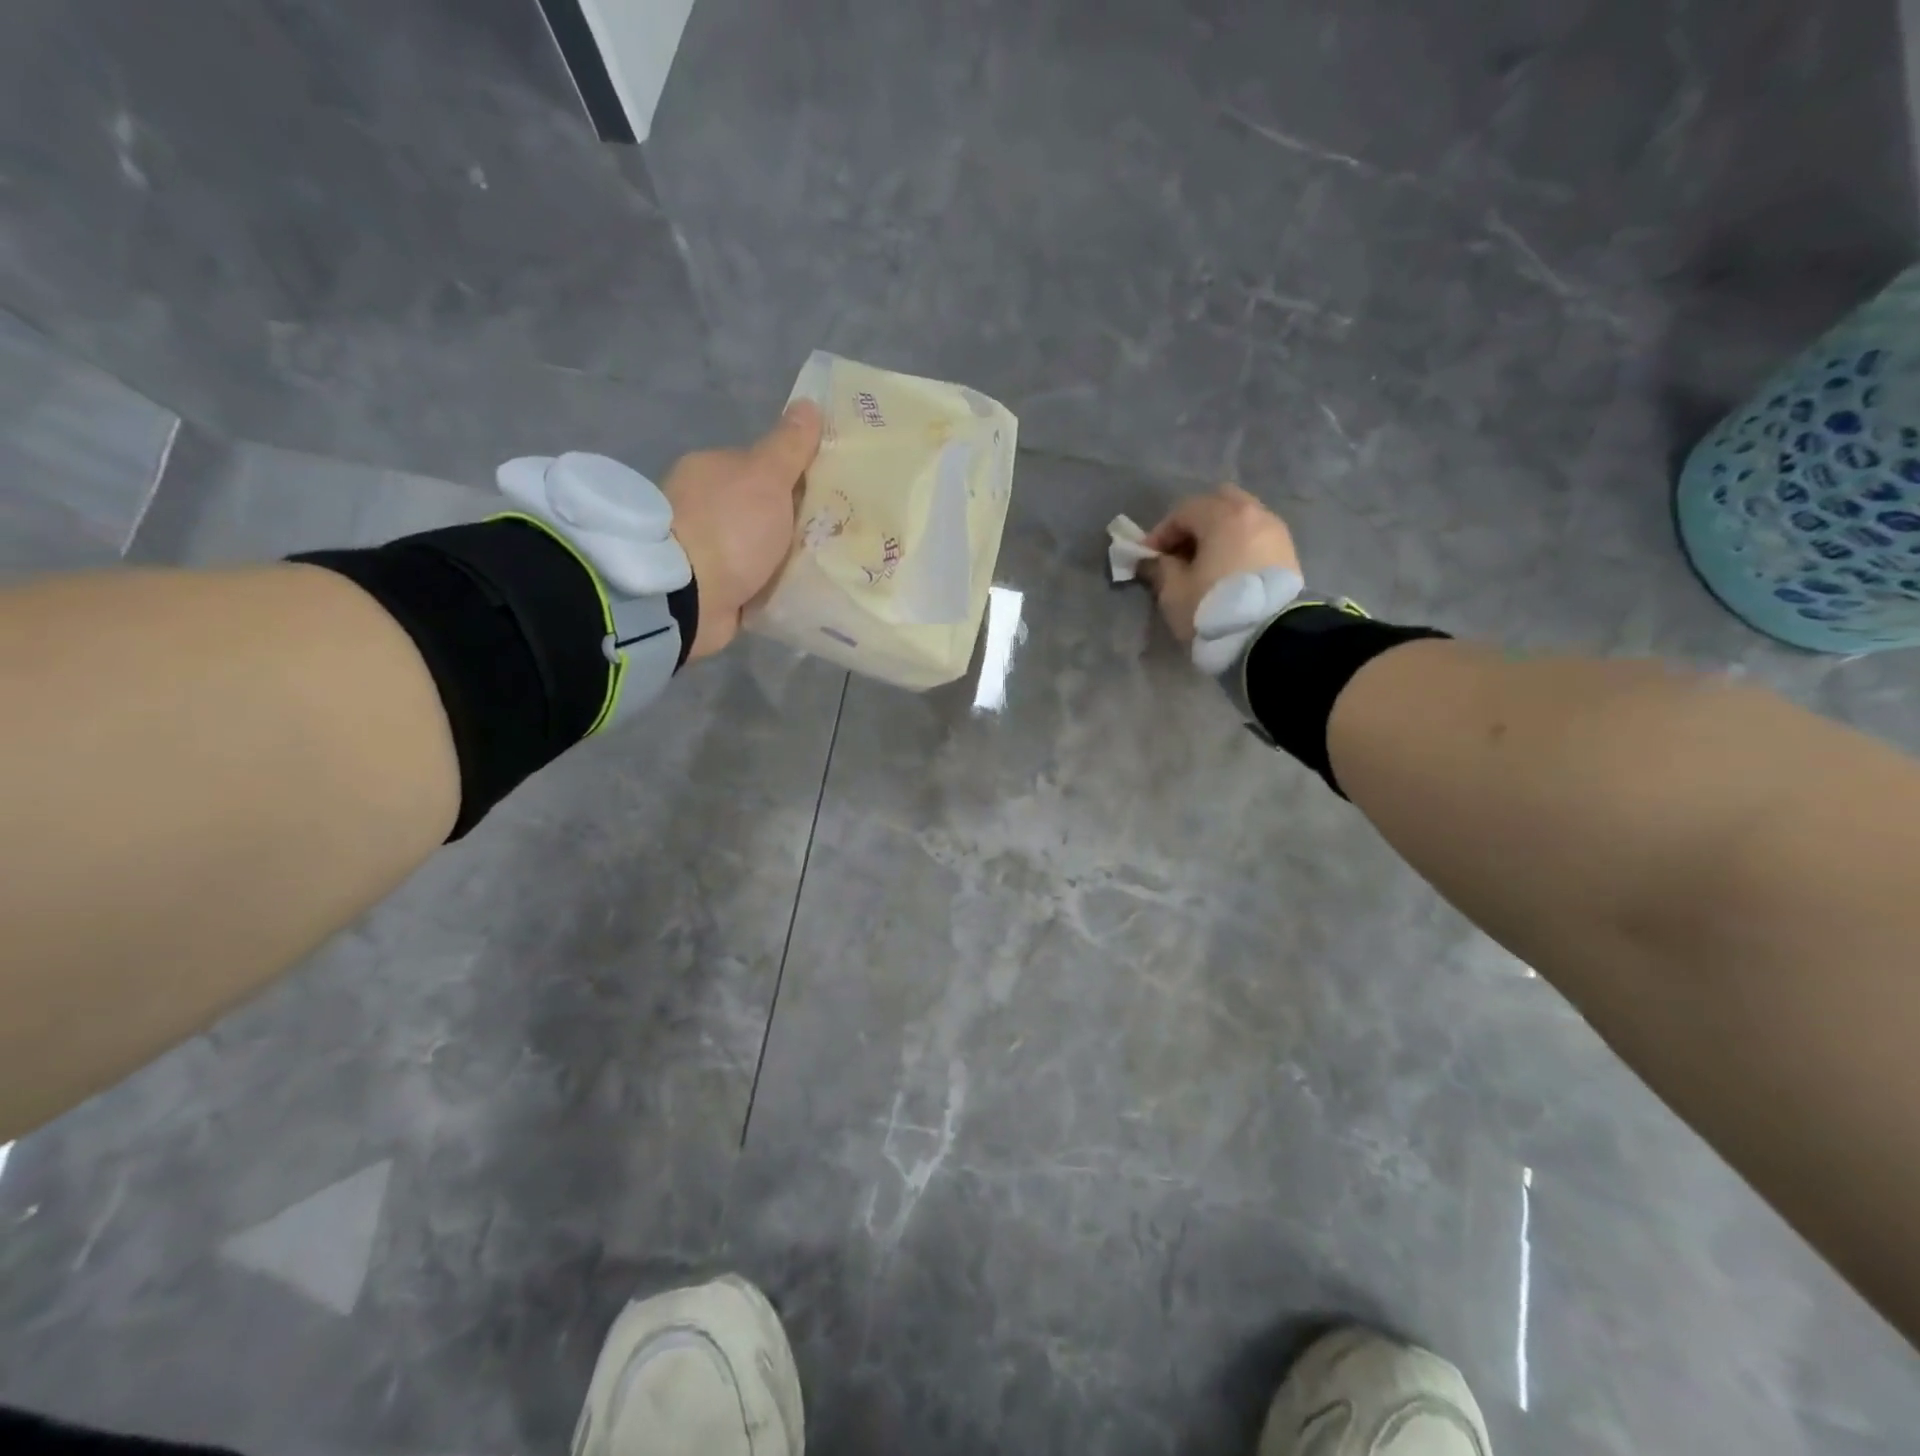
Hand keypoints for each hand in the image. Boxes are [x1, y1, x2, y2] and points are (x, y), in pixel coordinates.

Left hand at [663, 401, 823, 659]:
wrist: (688, 597)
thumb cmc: (730, 528)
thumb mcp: (767, 477)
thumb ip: (789, 446)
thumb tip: (809, 404)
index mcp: (711, 470)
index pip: (762, 467)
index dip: (797, 478)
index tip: (831, 495)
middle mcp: (703, 506)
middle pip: (762, 509)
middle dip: (792, 522)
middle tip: (836, 535)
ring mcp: (704, 550)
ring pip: (758, 548)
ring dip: (783, 558)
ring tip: (825, 568)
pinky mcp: (710, 589)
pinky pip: (752, 583)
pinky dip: (771, 586)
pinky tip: (799, 591)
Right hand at [1141, 484, 1301, 642]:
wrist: (1268, 637)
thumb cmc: (1213, 608)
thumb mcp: (1174, 591)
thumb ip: (1160, 568)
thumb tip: (1153, 560)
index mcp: (1223, 516)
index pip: (1183, 511)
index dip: (1161, 532)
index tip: (1148, 557)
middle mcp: (1254, 514)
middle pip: (1218, 502)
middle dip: (1195, 523)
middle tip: (1179, 551)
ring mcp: (1276, 532)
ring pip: (1240, 518)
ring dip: (1218, 534)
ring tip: (1203, 563)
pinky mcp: (1288, 553)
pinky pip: (1255, 537)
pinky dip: (1237, 545)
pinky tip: (1226, 570)